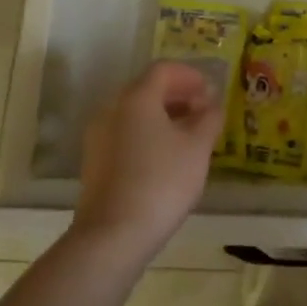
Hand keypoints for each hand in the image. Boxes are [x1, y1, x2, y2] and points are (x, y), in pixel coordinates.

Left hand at [73, 61, 222, 262]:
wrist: (112, 235)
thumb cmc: (161, 182)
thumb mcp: (198, 148)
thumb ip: (209, 119)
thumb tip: (211, 105)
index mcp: (136, 98)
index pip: (164, 69)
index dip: (191, 75)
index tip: (212, 92)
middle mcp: (112, 109)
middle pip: (147, 89)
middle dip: (179, 95)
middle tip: (205, 112)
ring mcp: (98, 136)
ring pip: (136, 113)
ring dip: (164, 116)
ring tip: (190, 137)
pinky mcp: (95, 162)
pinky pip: (126, 134)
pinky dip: (148, 134)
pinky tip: (167, 158)